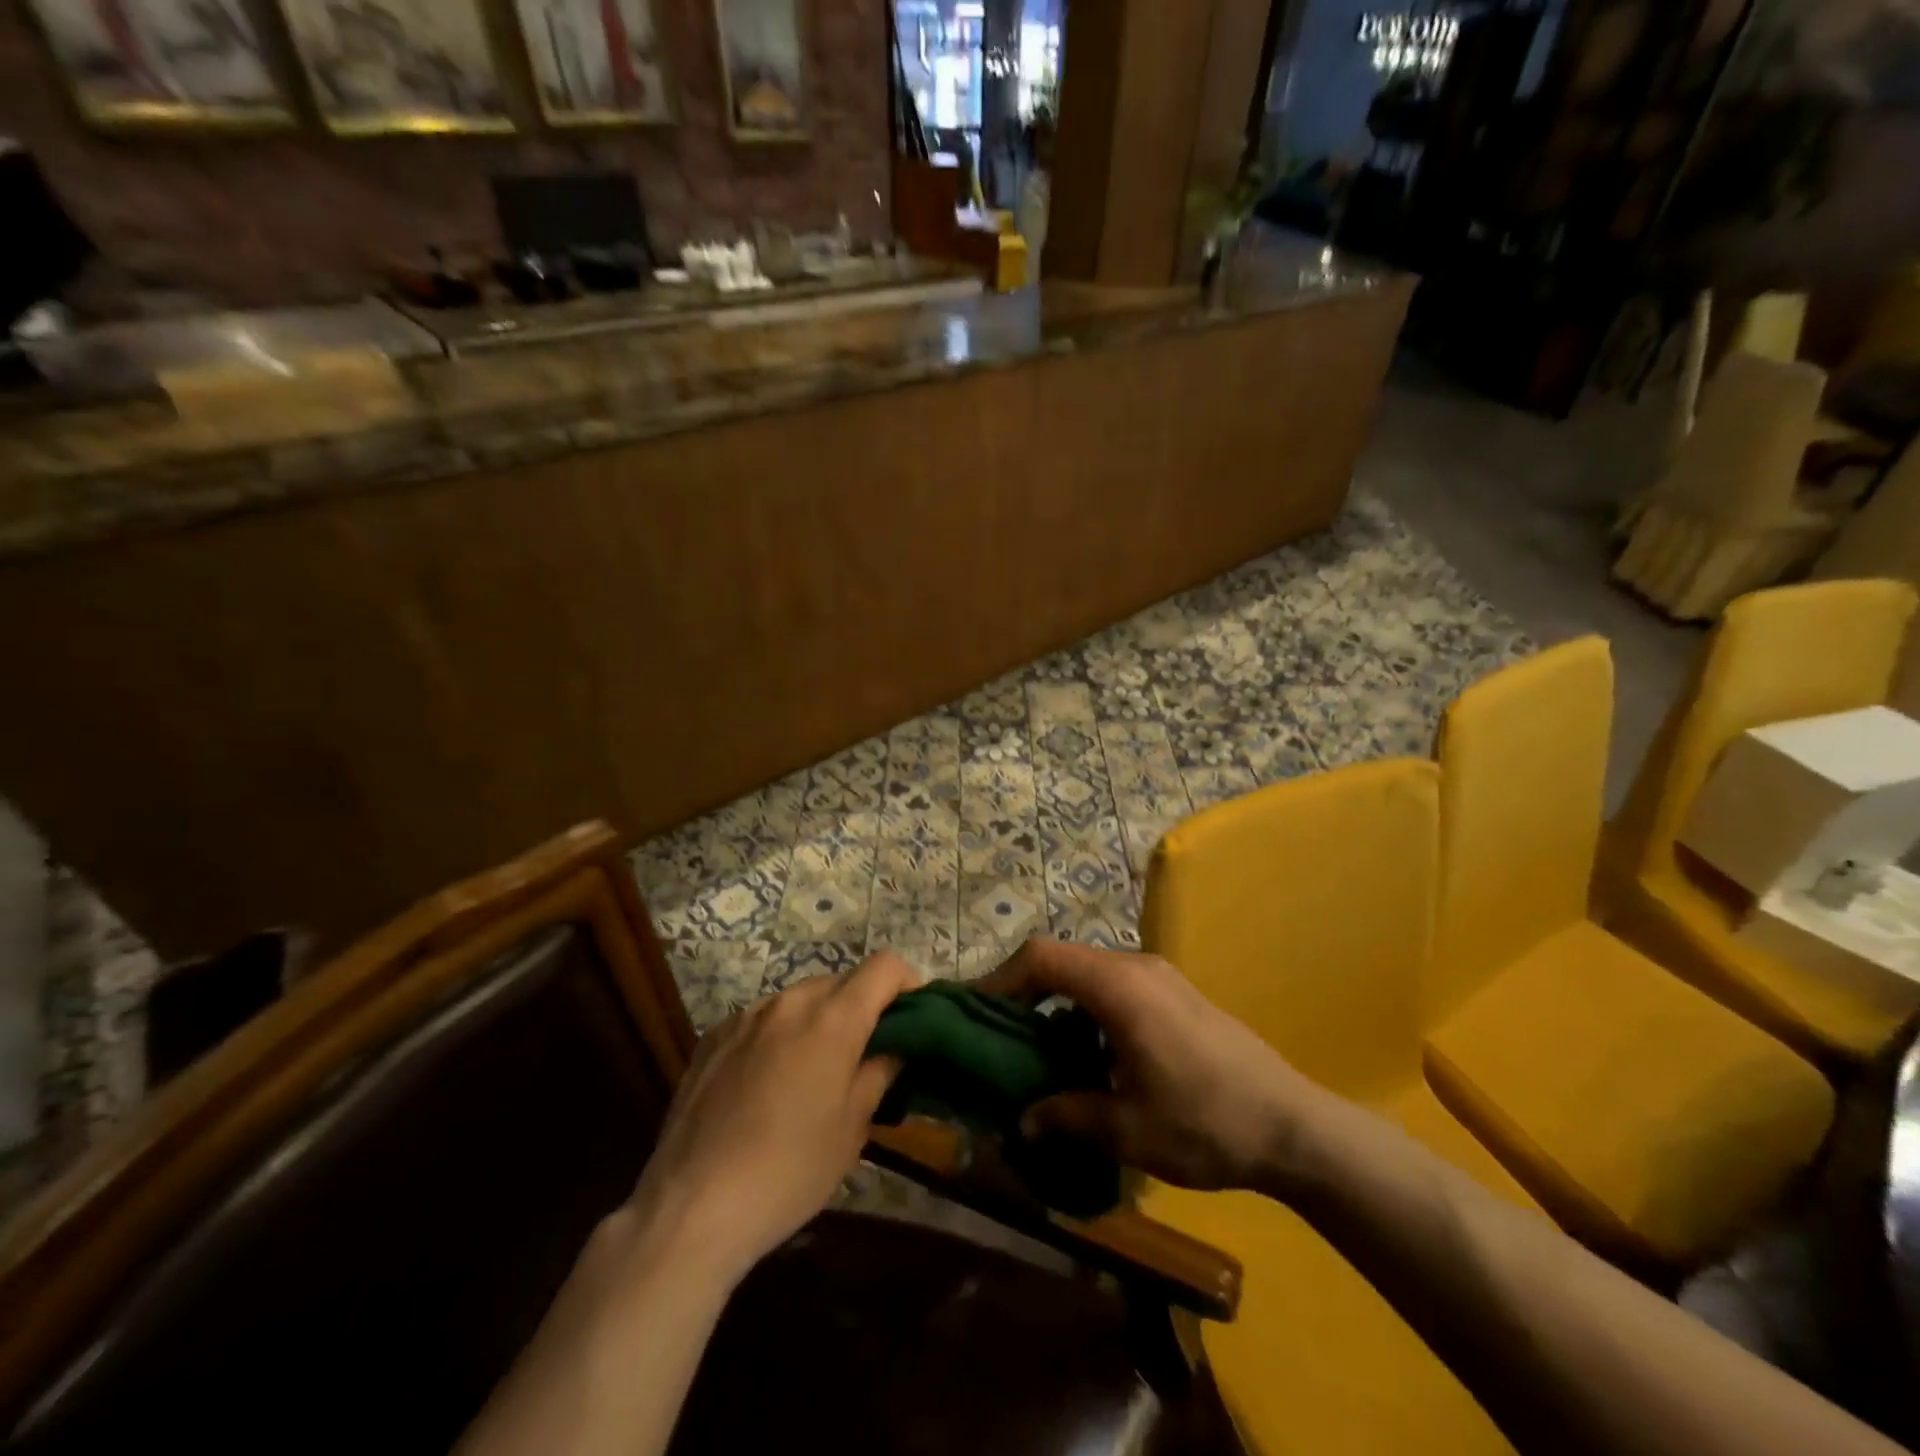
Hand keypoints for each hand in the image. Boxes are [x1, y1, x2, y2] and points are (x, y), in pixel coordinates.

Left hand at [624, 952, 918, 1286]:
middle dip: (862, 1005)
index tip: (912, 1019)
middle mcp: (789, 1002)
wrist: (691, 1207)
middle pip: (842, 981)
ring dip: (820, 1019)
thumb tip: (894, 1048)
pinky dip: (780, 1034)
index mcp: (832, 1019)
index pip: (884, 966)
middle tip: (866, 1053)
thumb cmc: (789, 1171)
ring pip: (800, 998)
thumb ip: (879, 1073)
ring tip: (815, 1071)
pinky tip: (768, 1083)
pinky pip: (762, 1019)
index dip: (907, 983)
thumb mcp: (851, 1129)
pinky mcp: (713, 1036)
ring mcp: (746, 1016)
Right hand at [977, 939, 1313, 1190]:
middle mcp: (1136, 967)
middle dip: (1024, 993)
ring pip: (1087, 974)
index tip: (975, 1014)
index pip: (1042, 957)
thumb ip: (1067, 1116)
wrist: (1295, 1128)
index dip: (1001, 979)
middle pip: (1062, 960)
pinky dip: (1086, 1010)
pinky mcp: (1175, 995)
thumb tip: (1021, 1120)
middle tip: (999, 1037)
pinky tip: (1089, 1057)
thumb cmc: (1206, 1123)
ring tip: (1039, 1052)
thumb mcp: (1128, 1130)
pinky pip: (1114, 987)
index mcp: (1120, 986)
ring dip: (1056, 1003)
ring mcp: (1160, 977)